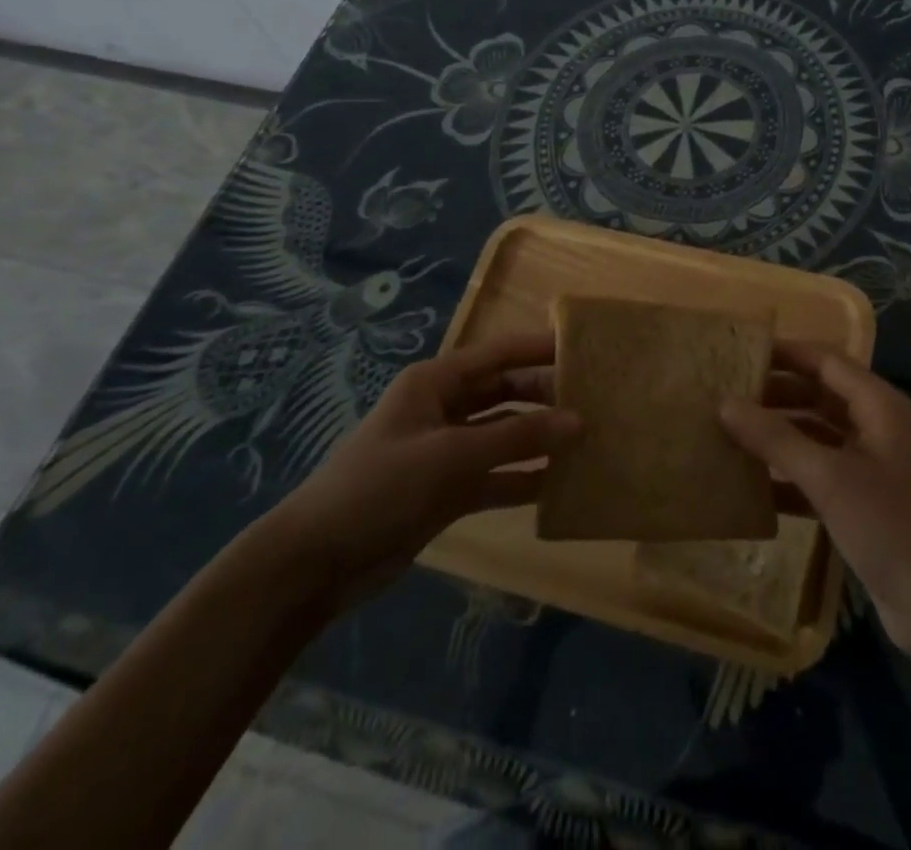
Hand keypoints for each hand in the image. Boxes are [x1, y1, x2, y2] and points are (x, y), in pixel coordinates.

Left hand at [262, 334, 578, 613]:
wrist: (317, 562)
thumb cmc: (382, 487)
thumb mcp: (452, 456)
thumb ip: (518, 439)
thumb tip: (579, 421)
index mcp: (436, 382)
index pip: (498, 353)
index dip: (539, 348)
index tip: (584, 349)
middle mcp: (443, 408)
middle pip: (504, 392)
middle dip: (544, 396)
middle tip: (594, 401)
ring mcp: (445, 450)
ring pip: (503, 434)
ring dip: (538, 438)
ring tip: (586, 440)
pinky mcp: (446, 489)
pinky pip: (494, 475)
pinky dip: (521, 478)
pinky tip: (557, 484)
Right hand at [722, 343, 910, 662]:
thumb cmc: (888, 527)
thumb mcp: (828, 478)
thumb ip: (776, 438)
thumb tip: (725, 403)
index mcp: (880, 406)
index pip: (827, 361)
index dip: (786, 354)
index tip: (742, 352)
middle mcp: (878, 426)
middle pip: (821, 394)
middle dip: (778, 393)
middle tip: (729, 394)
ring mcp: (873, 464)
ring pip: (819, 433)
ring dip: (781, 433)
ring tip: (733, 432)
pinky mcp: (865, 499)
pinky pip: (821, 471)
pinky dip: (791, 472)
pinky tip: (755, 484)